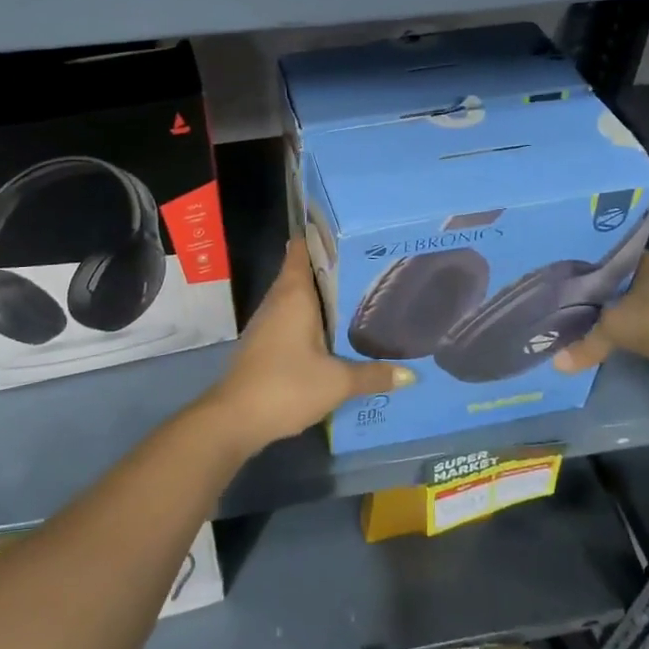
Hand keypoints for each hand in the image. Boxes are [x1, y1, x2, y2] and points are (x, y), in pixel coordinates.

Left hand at [205, 240, 411, 451]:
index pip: (301, 250)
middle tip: (365, 264)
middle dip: (329, 268)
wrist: (235, 418)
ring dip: (319, 296)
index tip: (345, 231)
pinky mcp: (263, 344)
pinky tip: (331, 332)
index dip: (319, 236)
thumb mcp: (337, 382)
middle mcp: (278, 300)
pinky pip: (289, 318)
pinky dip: (309, 318)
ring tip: (355, 295)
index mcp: (294, 294)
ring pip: (295, 297)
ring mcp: (266, 322)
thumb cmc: (286, 385)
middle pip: (301, 272)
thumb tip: (412, 375)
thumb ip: (373, 375)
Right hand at [550, 253, 648, 389]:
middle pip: (610, 283)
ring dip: (606, 314)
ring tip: (571, 321)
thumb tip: (556, 364)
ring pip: (625, 305)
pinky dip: (624, 332)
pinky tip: (603, 339)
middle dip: (587, 293)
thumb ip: (587, 343)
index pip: (597, 257)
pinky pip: (639, 326)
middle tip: (552, 302)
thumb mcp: (619, 328)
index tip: (550, 275)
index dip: (575, 266)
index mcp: (636, 262)